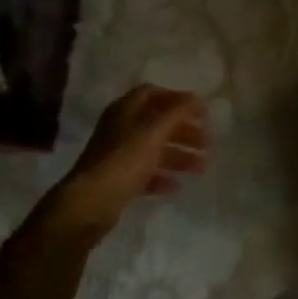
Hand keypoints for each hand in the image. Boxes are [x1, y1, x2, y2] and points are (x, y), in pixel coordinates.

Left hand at [43, 86, 209, 245]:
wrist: (89, 204)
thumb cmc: (124, 160)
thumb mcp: (154, 131)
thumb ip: (178, 111)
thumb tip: (196, 98)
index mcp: (125, 110)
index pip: (153, 93)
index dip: (178, 99)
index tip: (200, 113)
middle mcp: (121, 129)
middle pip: (158, 123)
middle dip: (184, 131)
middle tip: (208, 143)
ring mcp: (119, 155)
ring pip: (155, 149)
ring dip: (180, 155)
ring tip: (201, 168)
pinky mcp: (119, 180)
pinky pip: (146, 173)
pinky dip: (163, 176)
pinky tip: (177, 186)